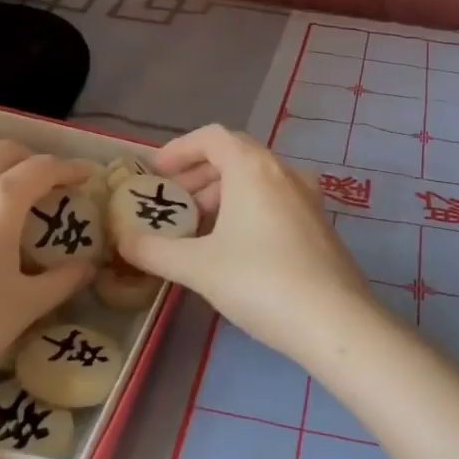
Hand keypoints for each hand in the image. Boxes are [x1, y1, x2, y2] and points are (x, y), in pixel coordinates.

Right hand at [116, 125, 374, 364]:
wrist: (335, 320)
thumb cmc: (261, 281)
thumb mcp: (198, 267)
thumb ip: (154, 251)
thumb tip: (123, 241)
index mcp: (253, 168)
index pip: (212, 137)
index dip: (180, 149)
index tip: (156, 172)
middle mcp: (284, 171)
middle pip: (235, 156)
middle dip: (198, 175)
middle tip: (173, 204)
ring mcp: (307, 197)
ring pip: (257, 180)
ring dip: (223, 195)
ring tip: (198, 229)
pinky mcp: (319, 224)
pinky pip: (275, 200)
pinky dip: (248, 209)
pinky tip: (235, 247)